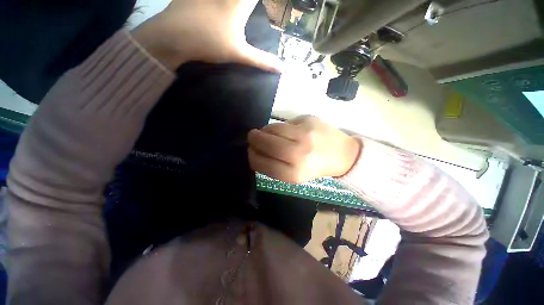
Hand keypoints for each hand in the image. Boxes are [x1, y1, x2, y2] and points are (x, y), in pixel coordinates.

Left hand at [131, 0, 282, 71]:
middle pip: (245, 1)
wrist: (174, 36)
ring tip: (235, 16)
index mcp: (240, 2)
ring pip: (230, 0)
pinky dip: (215, 4)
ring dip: (235, 6)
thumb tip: (282, 69)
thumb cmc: (210, 43)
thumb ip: (262, 60)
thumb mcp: (240, 54)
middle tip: (250, 12)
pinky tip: (218, 8)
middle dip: (249, 6)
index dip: (270, 4)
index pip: (257, 0)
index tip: (270, 9)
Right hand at [248, 115, 360, 183]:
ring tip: (263, 133)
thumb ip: (275, 165)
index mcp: (294, 174)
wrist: (342, 154)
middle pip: (266, 144)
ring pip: (272, 130)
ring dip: (263, 131)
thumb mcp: (294, 175)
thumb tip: (257, 150)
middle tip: (252, 138)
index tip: (251, 152)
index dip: (253, 157)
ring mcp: (304, 135)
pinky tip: (278, 130)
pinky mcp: (308, 120)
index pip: (263, 164)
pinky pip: (283, 122)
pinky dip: (275, 126)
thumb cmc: (315, 167)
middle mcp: (298, 155)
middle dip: (254, 140)